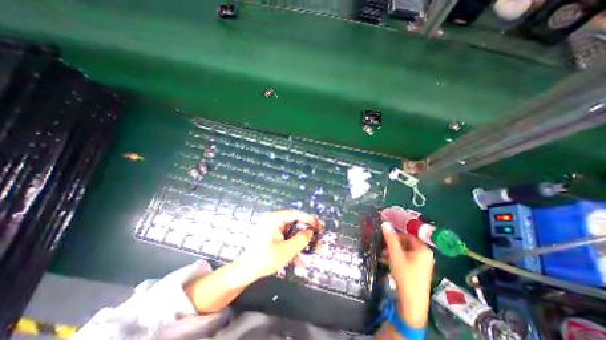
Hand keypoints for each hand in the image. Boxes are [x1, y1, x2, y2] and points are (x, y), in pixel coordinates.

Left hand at [232, 209, 321, 281]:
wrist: (245, 271)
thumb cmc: (264, 260)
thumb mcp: (286, 251)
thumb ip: (301, 240)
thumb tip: (310, 232)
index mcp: (273, 219)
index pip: (295, 214)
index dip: (309, 219)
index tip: (319, 225)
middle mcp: (273, 220)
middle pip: (295, 223)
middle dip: (307, 233)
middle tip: (318, 236)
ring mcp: (273, 227)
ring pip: (292, 232)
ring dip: (302, 243)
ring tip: (315, 251)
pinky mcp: (273, 235)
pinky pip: (287, 238)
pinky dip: (293, 248)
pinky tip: (299, 263)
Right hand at [381, 221, 432, 328]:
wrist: (412, 302)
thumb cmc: (405, 275)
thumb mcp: (395, 254)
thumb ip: (390, 238)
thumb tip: (385, 223)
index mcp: (423, 249)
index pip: (407, 234)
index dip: (395, 233)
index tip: (384, 234)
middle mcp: (425, 254)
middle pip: (406, 242)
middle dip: (393, 243)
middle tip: (382, 244)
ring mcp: (422, 262)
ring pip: (405, 250)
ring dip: (393, 250)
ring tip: (383, 253)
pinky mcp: (418, 269)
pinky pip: (407, 258)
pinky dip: (397, 257)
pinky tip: (388, 260)